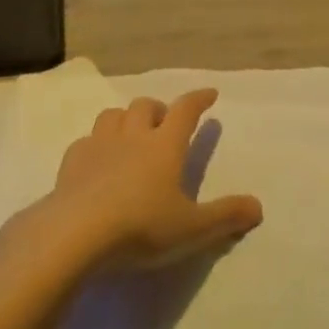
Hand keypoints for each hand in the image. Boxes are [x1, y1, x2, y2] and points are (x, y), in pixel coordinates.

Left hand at [46, 90, 262, 270]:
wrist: (74, 234)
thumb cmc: (141, 226)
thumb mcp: (192, 228)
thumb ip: (226, 217)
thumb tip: (258, 207)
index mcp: (165, 145)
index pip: (185, 110)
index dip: (199, 99)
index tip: (209, 94)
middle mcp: (132, 137)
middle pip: (144, 106)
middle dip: (157, 109)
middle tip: (164, 124)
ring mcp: (98, 146)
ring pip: (112, 116)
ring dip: (124, 119)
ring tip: (130, 136)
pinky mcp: (71, 163)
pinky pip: (85, 141)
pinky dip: (95, 145)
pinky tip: (97, 162)